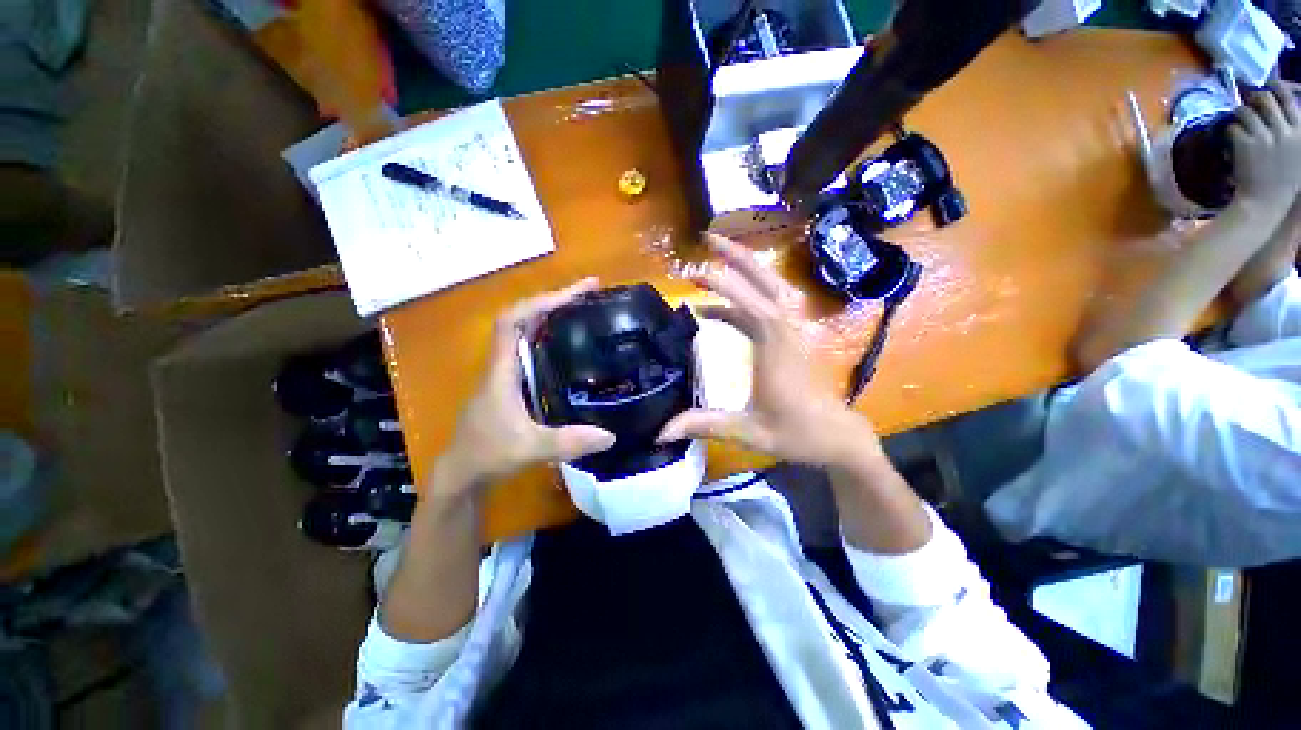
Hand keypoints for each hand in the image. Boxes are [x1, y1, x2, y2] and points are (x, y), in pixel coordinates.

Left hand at [436, 279, 616, 495]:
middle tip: (592, 292)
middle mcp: (504, 363)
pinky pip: (534, 350)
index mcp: (502, 369)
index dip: (542, 301)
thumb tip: (610, 435)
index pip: (513, 320)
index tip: (576, 294)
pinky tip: (574, 345)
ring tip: (586, 309)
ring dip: (554, 315)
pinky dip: (553, 338)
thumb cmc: (487, 455)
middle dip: (556, 300)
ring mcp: (509, 373)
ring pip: (529, 332)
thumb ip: (567, 443)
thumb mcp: (529, 449)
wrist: (463, 473)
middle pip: (524, 318)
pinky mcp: (516, 384)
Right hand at [658, 234, 880, 466]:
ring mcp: (792, 330)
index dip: (724, 286)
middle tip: (708, 238)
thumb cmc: (797, 434)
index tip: (693, 275)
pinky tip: (719, 308)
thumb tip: (661, 432)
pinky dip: (744, 298)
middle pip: (767, 281)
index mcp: (777, 350)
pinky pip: (767, 305)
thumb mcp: (748, 432)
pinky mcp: (791, 335)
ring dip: (745, 267)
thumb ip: (704, 425)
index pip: (751, 306)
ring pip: (771, 286)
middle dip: (738, 257)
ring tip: (715, 258)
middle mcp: (787, 332)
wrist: (837, 435)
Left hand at [1229, 82, 1300, 212]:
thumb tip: (1291, 101)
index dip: (1277, 87)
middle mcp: (1285, 131)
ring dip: (1239, 112)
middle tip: (1249, 101)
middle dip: (1255, 97)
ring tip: (1239, 119)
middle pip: (1266, 100)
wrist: (1265, 202)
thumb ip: (1295, 128)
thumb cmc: (1284, 179)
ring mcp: (1265, 138)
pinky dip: (1230, 129)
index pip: (1289, 99)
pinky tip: (1231, 136)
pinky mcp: (1246, 145)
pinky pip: (1233, 127)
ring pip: (1246, 110)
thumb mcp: (1299, 150)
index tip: (1270, 84)